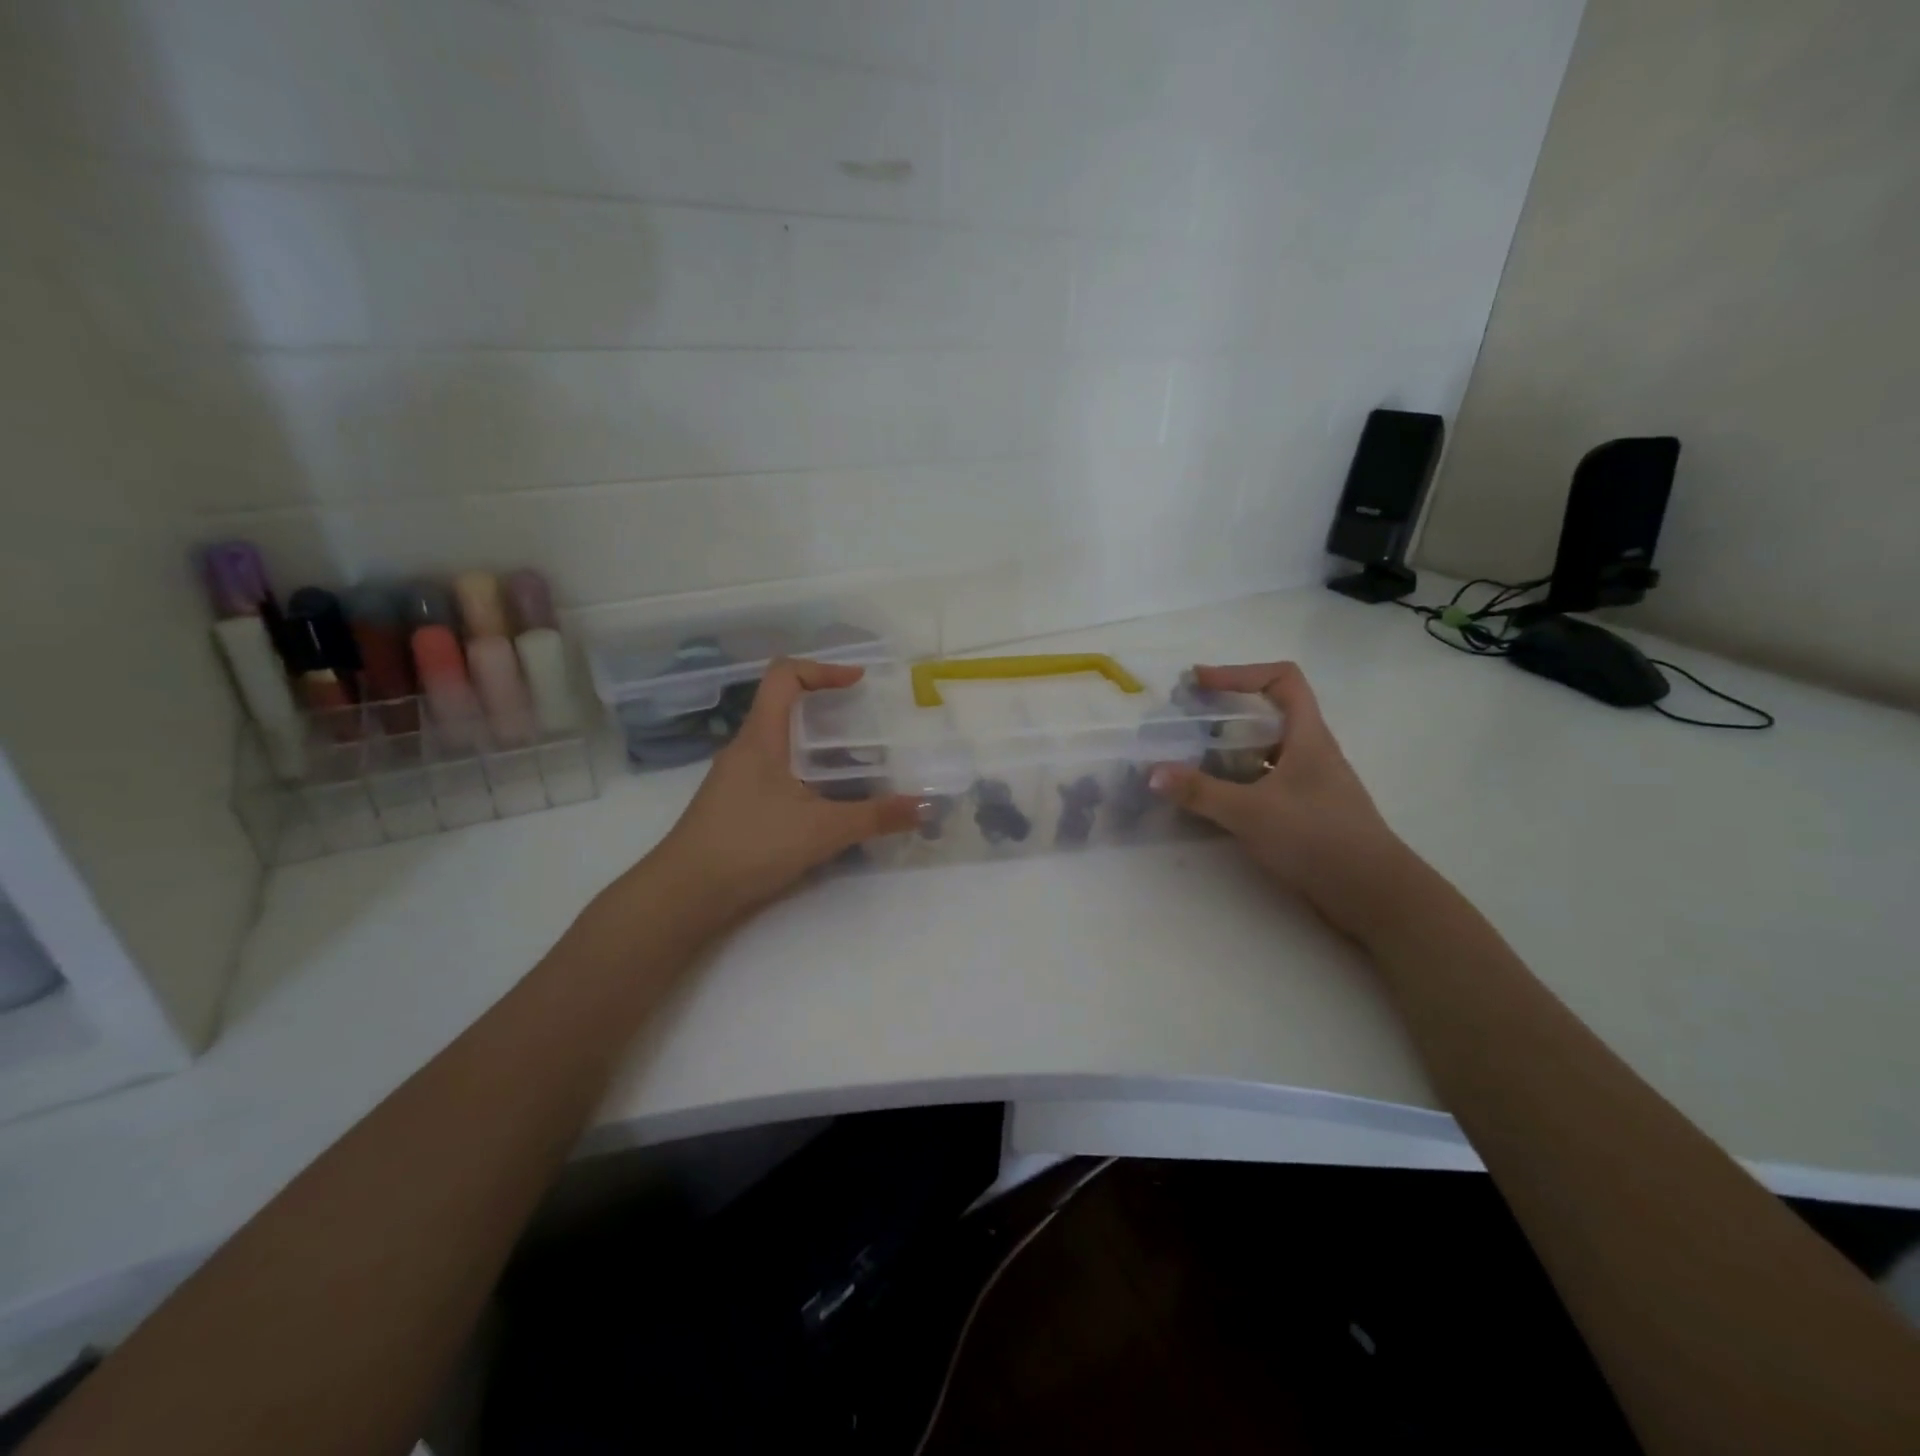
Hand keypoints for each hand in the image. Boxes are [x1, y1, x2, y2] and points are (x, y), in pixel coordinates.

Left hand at [649, 658, 919, 920]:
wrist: (685, 894)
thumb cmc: (750, 845)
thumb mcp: (822, 830)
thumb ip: (876, 817)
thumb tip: (926, 807)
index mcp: (760, 737)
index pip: (784, 676)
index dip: (823, 669)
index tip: (858, 682)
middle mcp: (745, 749)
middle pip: (785, 708)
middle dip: (829, 711)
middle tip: (867, 727)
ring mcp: (737, 779)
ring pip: (782, 745)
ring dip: (819, 748)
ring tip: (859, 766)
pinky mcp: (736, 806)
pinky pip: (776, 774)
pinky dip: (806, 776)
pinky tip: (829, 805)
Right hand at [1150, 662, 1418, 941]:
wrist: (1372, 893)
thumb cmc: (1316, 837)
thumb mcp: (1251, 812)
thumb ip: (1200, 792)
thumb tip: (1152, 773)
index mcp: (1307, 736)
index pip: (1282, 679)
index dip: (1240, 673)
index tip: (1200, 683)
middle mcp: (1310, 751)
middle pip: (1268, 714)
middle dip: (1224, 713)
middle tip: (1185, 722)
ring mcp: (1309, 782)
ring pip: (1264, 751)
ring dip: (1228, 750)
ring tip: (1189, 759)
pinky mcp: (1304, 811)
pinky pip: (1264, 781)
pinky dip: (1236, 781)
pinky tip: (1212, 799)